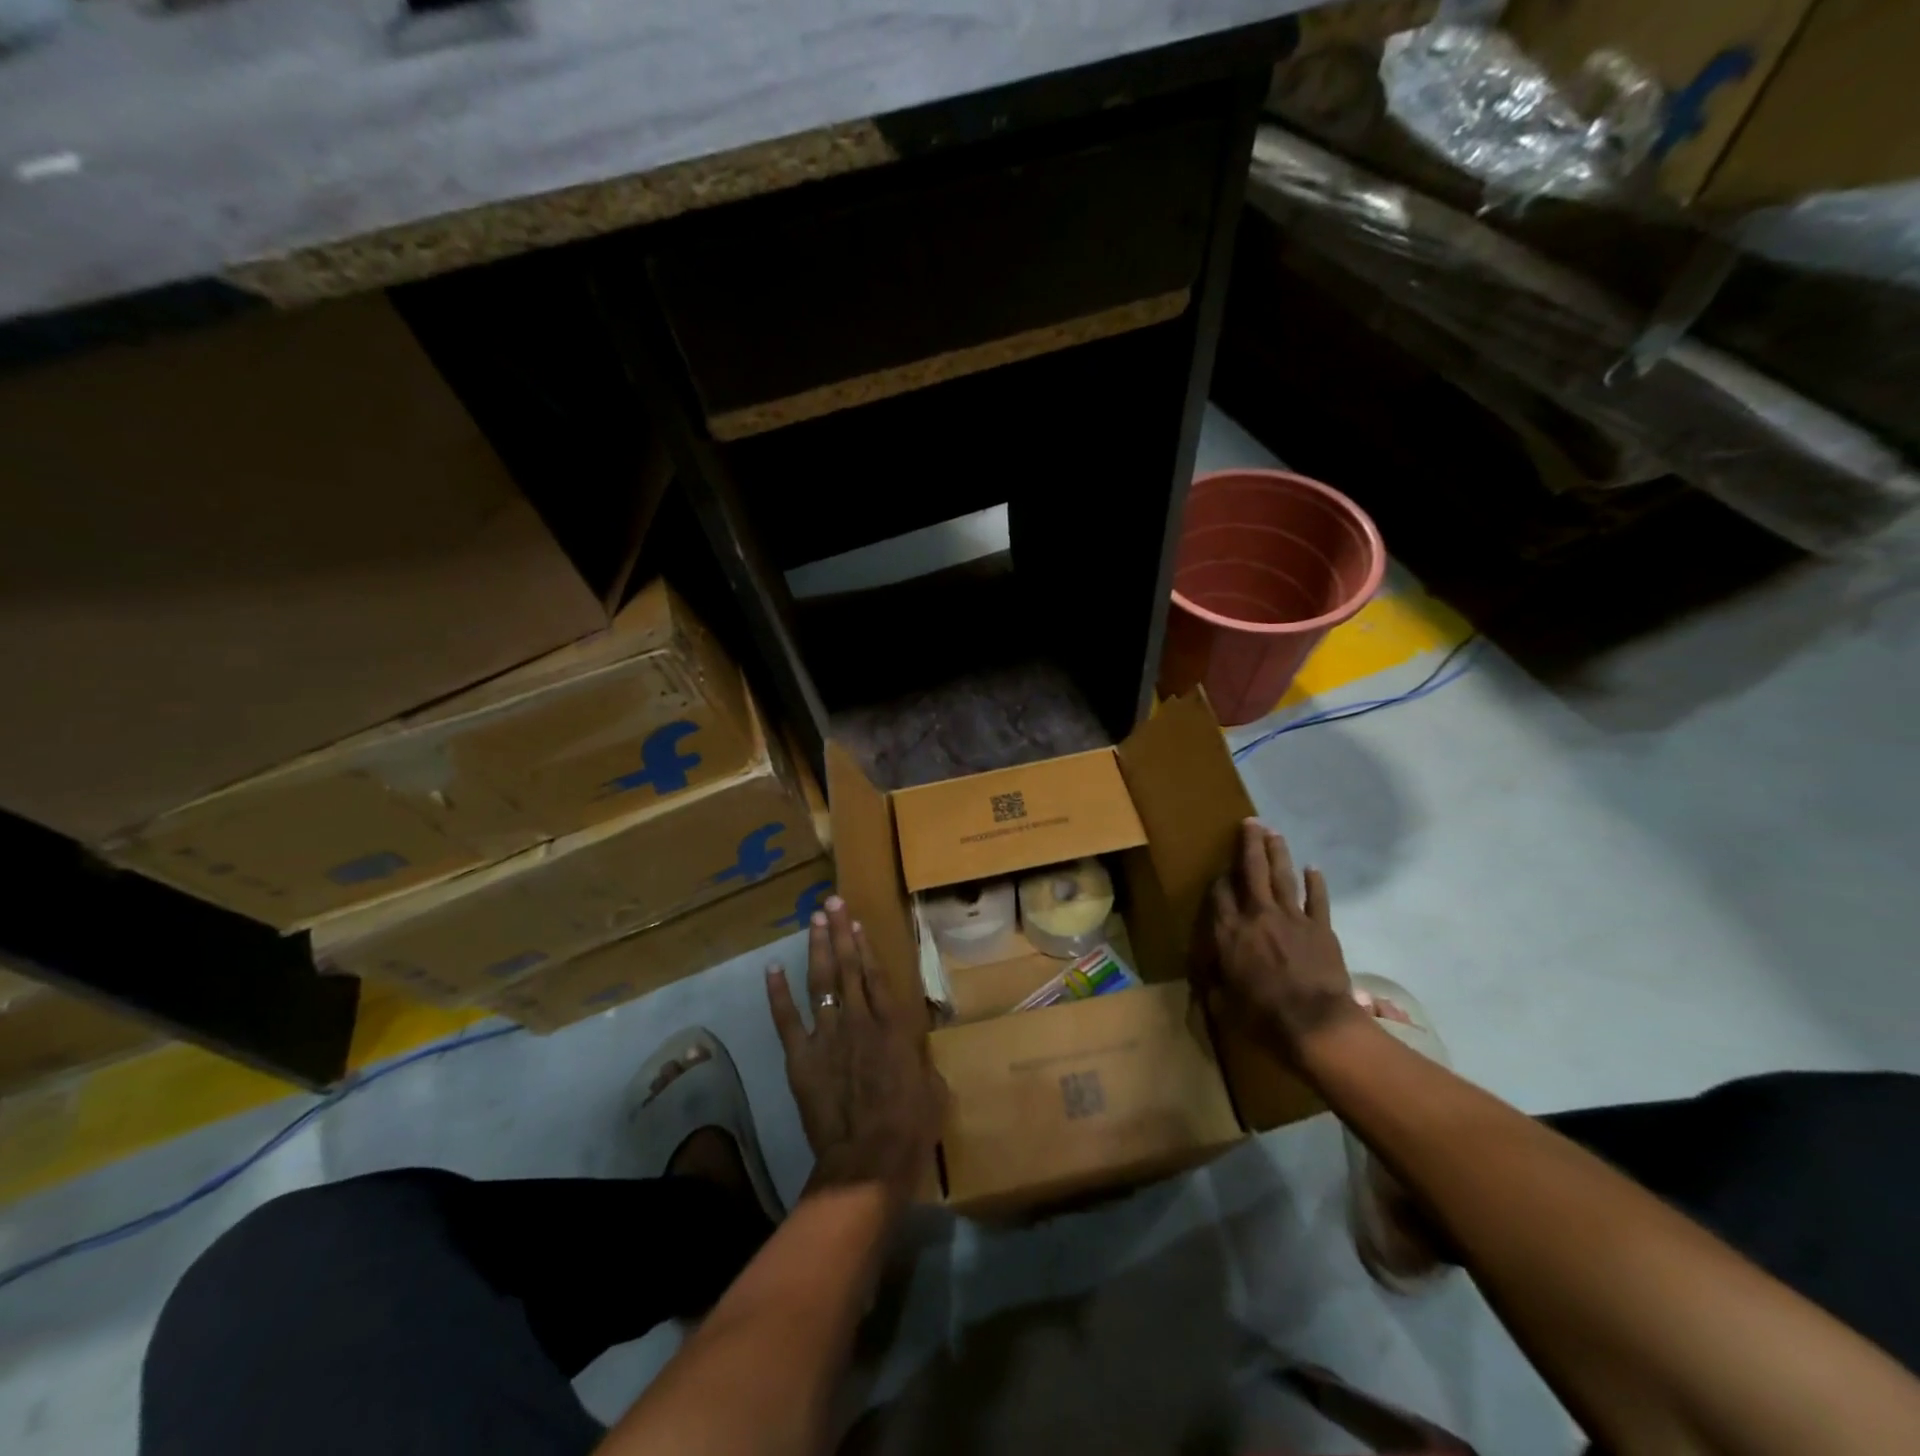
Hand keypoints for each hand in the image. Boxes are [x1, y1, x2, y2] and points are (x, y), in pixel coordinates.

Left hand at [766, 896, 945, 1201]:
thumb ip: (919, 1061)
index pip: (876, 974)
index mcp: (893, 1024)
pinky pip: (787, 1019)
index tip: (856, 920)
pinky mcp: (801, 1058)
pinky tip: (772, 968)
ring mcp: (828, 1035)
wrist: (869, 1159)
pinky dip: (778, 993)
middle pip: (847, 966)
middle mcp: (860, 1019)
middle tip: (832, 902)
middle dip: (839, 931)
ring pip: (820, 981)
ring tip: (814, 920)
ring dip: (817, 948)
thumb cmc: (910, 1127)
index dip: (865, 944)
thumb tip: (913, 1053)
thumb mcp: (931, 1087)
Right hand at [1204, 820, 1364, 1065]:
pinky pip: (1317, 899)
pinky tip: (1313, 868)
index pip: (1220, 895)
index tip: (1220, 871)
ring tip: (1274, 833)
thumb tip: (1206, 981)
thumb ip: (1215, 985)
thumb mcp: (1225, 1003)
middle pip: (1252, 872)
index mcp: (1230, 933)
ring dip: (1278, 853)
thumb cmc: (1262, 1016)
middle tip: (1250, 823)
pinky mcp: (1320, 928)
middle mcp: (1257, 916)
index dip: (1220, 879)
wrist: (1313, 1023)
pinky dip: (1316, 883)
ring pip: (1282, 877)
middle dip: (1249, 845)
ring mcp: (1291, 918)